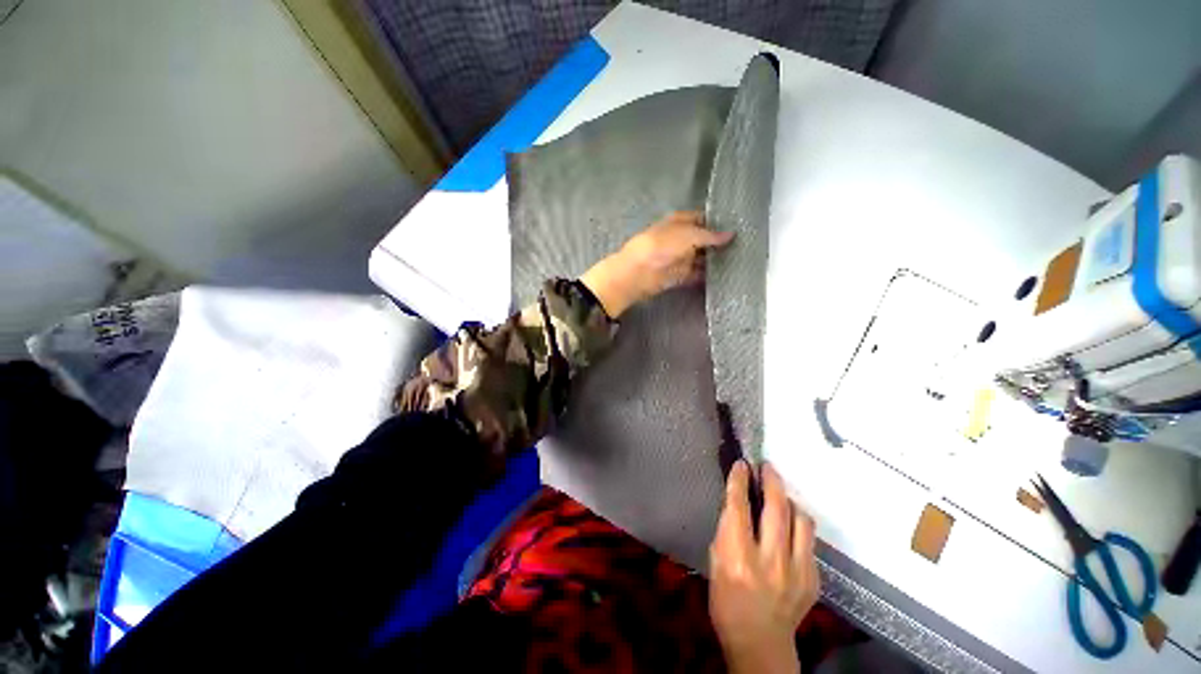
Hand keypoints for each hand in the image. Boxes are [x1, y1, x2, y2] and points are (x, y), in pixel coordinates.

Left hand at [579, 211, 733, 316]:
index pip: (702, 219)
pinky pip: (695, 275)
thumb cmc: (661, 246)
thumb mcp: (688, 234)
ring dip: (714, 261)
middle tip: (744, 247)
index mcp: (679, 222)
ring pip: (700, 258)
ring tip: (739, 262)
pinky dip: (706, 276)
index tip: (738, 228)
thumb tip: (731, 234)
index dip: (717, 222)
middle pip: (702, 240)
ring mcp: (679, 258)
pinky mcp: (678, 276)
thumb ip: (709, 235)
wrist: (638, 273)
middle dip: (718, 243)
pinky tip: (724, 277)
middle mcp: (680, 239)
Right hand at [710, 461, 819, 673]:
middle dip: (771, 480)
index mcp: (739, 558)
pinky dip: (797, 526)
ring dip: (789, 501)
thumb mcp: (715, 564)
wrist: (760, 644)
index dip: (740, 481)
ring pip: (801, 520)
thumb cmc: (727, 602)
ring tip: (780, 496)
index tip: (742, 464)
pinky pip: (809, 540)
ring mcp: (798, 571)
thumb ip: (727, 531)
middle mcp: (771, 561)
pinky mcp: (814, 579)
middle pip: (777, 508)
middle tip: (767, 467)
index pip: (739, 507)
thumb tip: (737, 501)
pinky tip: (788, 528)